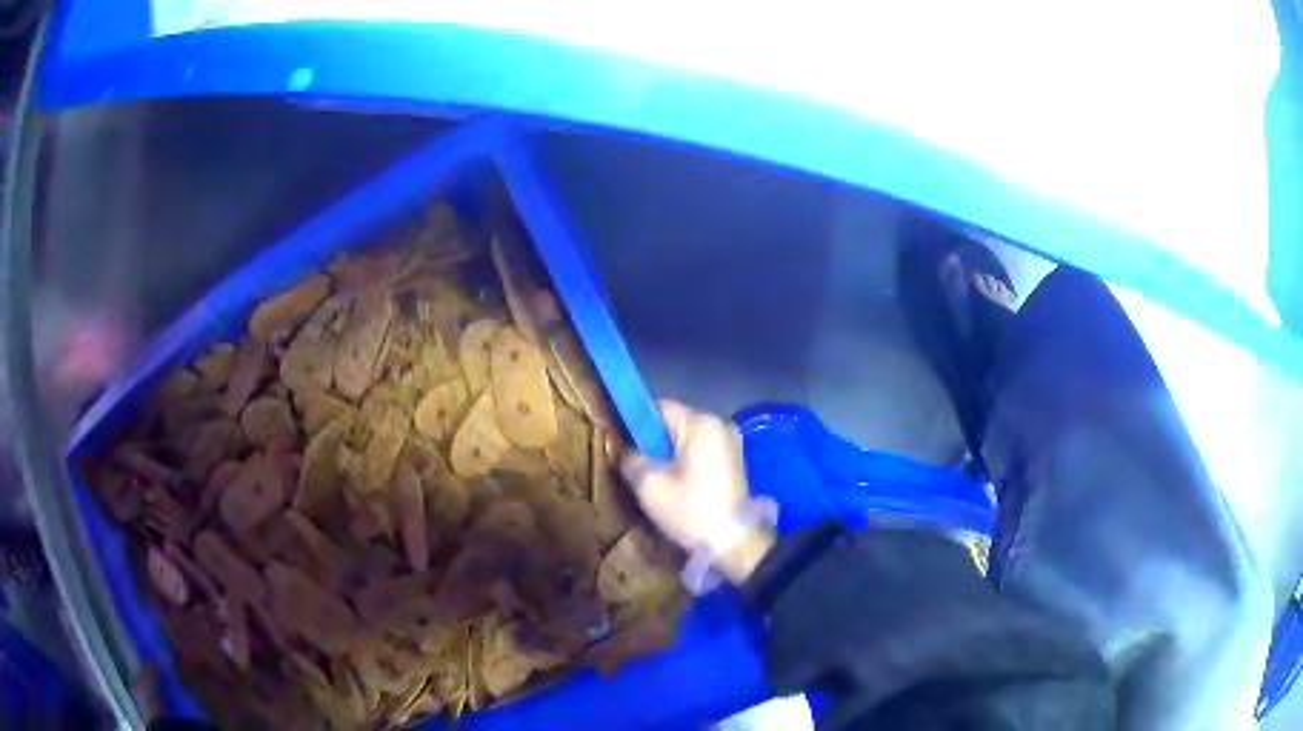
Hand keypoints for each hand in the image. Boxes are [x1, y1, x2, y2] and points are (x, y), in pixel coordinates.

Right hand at [621, 400, 773, 583]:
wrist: (734, 543)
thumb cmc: (690, 510)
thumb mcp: (649, 486)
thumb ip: (631, 459)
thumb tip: (627, 451)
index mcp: (701, 423)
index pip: (659, 408)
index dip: (637, 424)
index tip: (624, 446)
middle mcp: (720, 425)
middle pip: (675, 424)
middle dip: (654, 443)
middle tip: (637, 467)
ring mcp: (731, 444)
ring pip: (688, 441)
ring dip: (670, 456)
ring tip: (656, 481)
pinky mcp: (735, 463)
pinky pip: (702, 454)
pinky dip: (686, 465)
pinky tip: (677, 487)